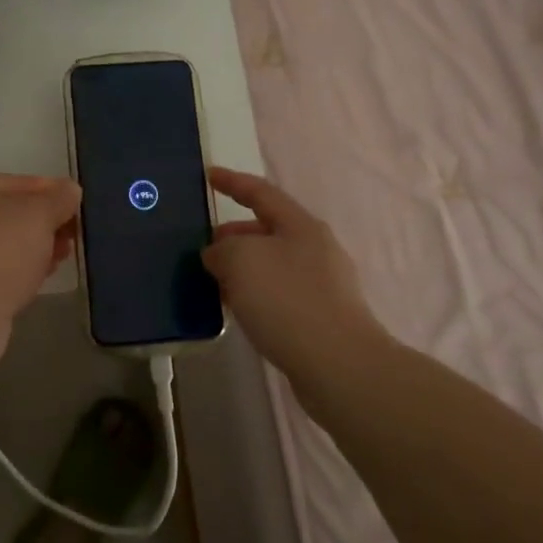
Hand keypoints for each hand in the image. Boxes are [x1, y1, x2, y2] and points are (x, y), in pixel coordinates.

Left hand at [0, 174, 81, 321]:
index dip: (51, 190)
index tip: (77, 205)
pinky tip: (40, 277)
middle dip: (45, 222)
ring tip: (63, 256)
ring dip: (35, 247)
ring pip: (4, 243)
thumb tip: (70, 190)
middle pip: (9, 214)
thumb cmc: (0, 251)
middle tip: (73, 234)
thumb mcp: (39, 214)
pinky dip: (19, 270)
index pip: (16, 182)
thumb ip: (59, 198)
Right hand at [202, 167, 378, 377]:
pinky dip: (255, 294)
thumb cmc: (287, 300)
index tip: (208, 176)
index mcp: (301, 226)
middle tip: (204, 247)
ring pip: (272, 265)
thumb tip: (219, 256)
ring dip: (243, 268)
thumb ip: (222, 249)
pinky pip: (279, 294)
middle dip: (234, 234)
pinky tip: (239, 310)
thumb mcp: (241, 260)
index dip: (232, 182)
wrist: (338, 366)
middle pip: (268, 230)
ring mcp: (323, 285)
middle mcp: (316, 249)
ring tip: (214, 282)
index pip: (261, 192)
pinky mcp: (321, 318)